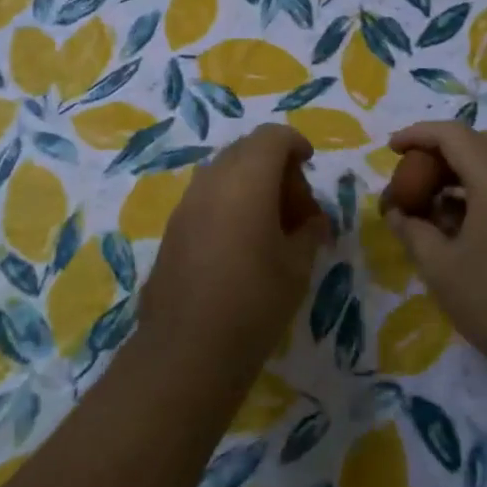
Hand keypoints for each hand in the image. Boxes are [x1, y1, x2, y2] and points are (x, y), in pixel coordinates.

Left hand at [139, 124, 330, 370]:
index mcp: (247, 179)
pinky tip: (243, 243)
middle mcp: (212, 180)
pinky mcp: (173, 227)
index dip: (295, 144)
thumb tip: (312, 222)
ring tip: (272, 227)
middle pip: (247, 150)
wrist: (187, 349)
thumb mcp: (297, 267)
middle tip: (297, 208)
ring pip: (224, 172)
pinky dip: (230, 202)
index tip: (310, 165)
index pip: (272, 137)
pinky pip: (207, 196)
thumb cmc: (254, 302)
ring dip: (251, 185)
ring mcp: (187, 203)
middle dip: (276, 167)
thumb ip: (309, 233)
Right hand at [383, 122, 486, 387]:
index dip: (418, 135)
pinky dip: (477, 194)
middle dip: (439, 153)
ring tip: (427, 206)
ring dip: (458, 175)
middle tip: (410, 177)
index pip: (453, 135)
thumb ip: (412, 231)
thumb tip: (397, 212)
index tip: (391, 149)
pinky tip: (456, 228)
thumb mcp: (441, 268)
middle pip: (477, 144)